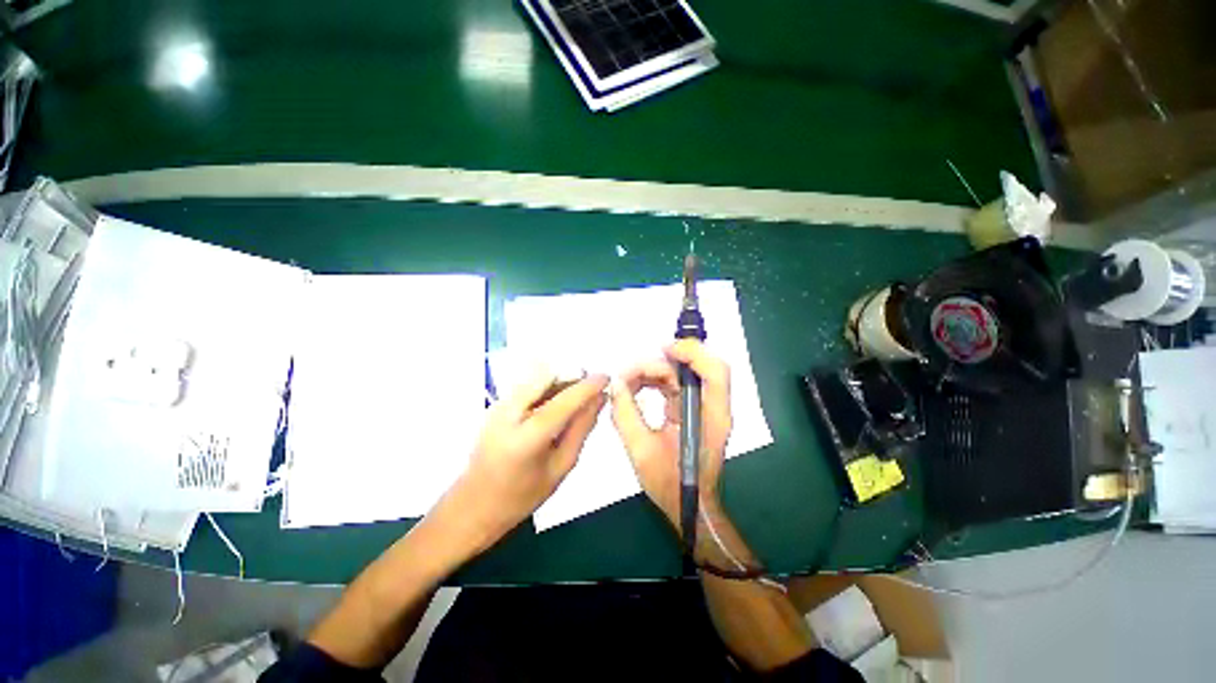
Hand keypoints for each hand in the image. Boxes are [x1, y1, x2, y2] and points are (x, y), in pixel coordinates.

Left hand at [453, 369, 607, 539]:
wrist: (472, 506)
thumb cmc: (520, 497)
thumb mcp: (560, 467)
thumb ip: (581, 429)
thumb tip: (599, 400)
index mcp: (526, 438)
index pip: (563, 402)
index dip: (588, 386)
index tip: (607, 378)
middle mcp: (508, 413)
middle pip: (546, 377)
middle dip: (572, 376)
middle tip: (590, 390)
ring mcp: (498, 406)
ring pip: (536, 377)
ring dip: (560, 380)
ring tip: (576, 398)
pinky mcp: (495, 404)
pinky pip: (528, 385)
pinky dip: (547, 387)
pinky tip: (556, 404)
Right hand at [610, 339, 731, 525]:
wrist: (688, 506)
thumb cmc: (671, 484)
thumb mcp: (641, 450)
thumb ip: (626, 415)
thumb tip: (615, 384)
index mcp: (711, 416)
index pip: (714, 371)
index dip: (692, 352)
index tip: (662, 350)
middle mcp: (711, 406)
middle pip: (692, 368)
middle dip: (658, 364)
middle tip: (627, 375)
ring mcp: (702, 406)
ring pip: (681, 374)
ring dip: (654, 372)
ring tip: (627, 383)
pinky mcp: (691, 409)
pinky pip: (674, 384)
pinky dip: (655, 381)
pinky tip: (636, 388)